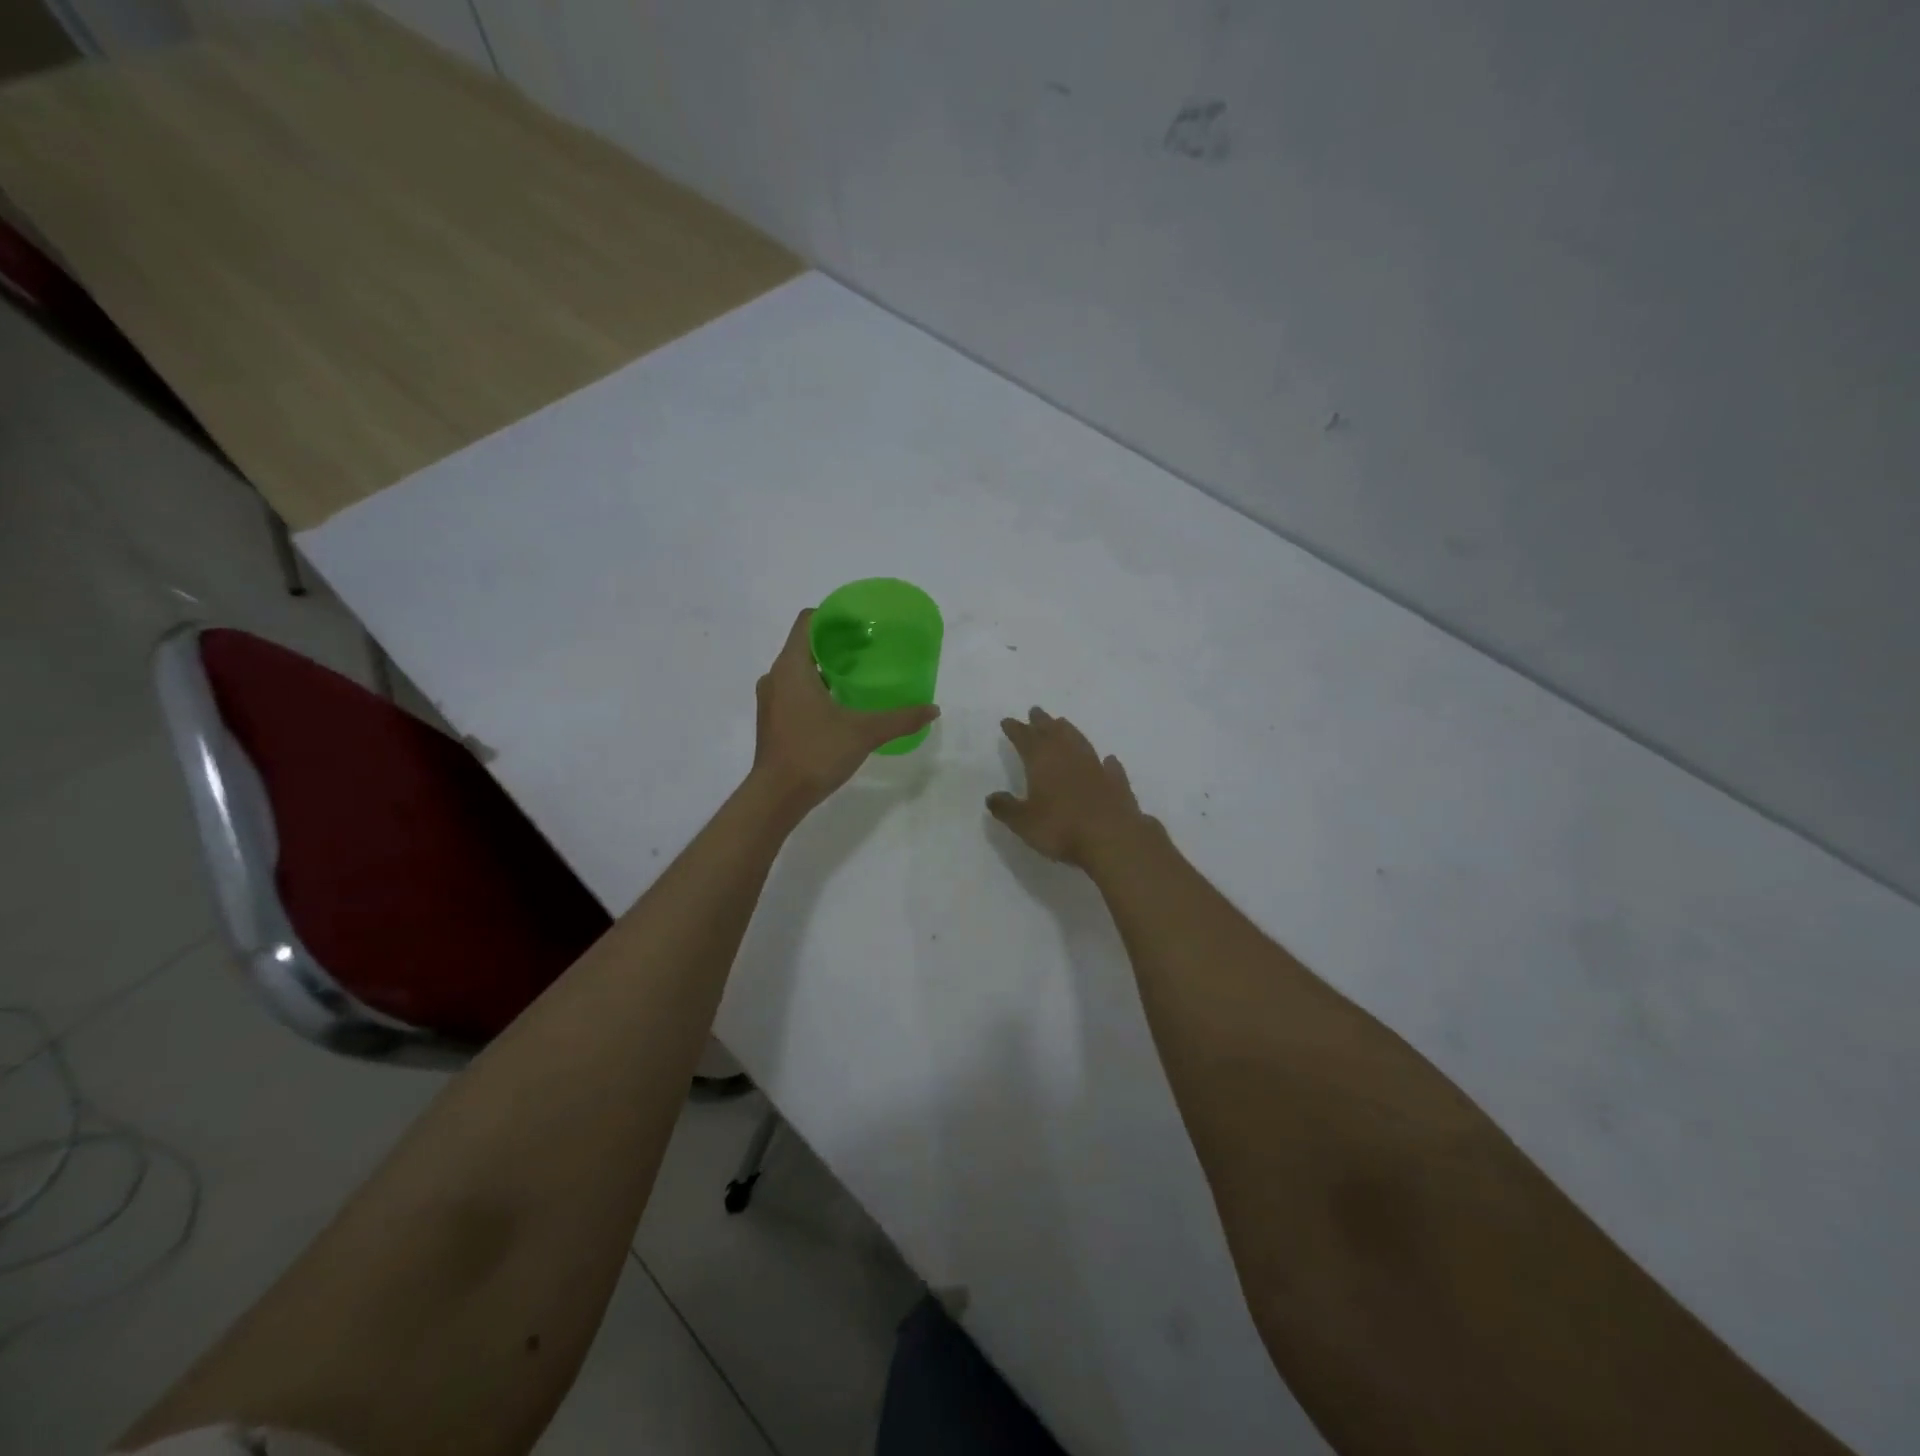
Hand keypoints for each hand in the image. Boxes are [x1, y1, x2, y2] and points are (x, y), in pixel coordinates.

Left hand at [752, 609, 939, 811]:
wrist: (776, 796)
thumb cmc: (815, 753)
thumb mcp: (864, 733)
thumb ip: (900, 718)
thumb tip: (933, 709)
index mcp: (792, 667)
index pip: (808, 621)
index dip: (834, 616)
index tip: (861, 624)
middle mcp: (775, 676)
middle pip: (805, 644)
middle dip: (836, 643)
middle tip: (868, 650)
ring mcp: (770, 699)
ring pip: (799, 669)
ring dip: (825, 668)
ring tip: (857, 676)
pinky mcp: (772, 719)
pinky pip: (794, 690)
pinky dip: (815, 688)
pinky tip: (839, 705)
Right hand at [987, 708, 1151, 869]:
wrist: (1112, 838)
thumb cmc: (1061, 828)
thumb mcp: (1024, 822)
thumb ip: (1006, 808)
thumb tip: (991, 797)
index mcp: (1042, 762)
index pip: (1025, 739)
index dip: (1016, 730)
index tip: (1008, 721)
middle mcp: (1069, 757)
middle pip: (1053, 732)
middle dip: (1042, 721)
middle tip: (1035, 711)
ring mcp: (1096, 767)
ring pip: (1080, 741)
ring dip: (1069, 731)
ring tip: (1063, 723)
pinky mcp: (1117, 783)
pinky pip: (1109, 766)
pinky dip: (1105, 761)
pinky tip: (1107, 760)